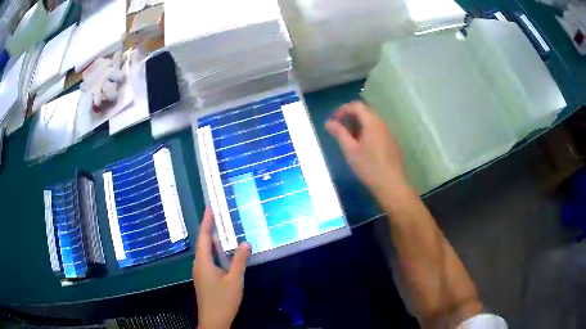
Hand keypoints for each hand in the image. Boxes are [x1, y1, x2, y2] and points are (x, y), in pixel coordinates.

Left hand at [193, 207, 250, 328]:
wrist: (214, 320)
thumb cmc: (223, 300)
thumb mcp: (235, 280)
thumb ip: (239, 261)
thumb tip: (245, 242)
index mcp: (203, 262)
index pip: (203, 237)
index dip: (206, 221)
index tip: (209, 207)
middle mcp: (198, 265)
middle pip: (203, 243)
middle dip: (209, 228)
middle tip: (217, 215)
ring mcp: (200, 272)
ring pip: (205, 252)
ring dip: (212, 240)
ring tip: (220, 229)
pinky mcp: (204, 279)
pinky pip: (207, 259)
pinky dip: (214, 251)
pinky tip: (222, 252)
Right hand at [325, 101, 409, 199]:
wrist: (392, 185)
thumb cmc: (369, 167)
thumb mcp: (350, 150)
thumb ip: (339, 133)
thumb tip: (328, 122)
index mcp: (372, 122)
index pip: (356, 105)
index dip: (342, 110)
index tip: (333, 121)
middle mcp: (382, 123)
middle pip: (365, 111)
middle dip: (350, 117)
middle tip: (339, 130)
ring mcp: (388, 133)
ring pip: (371, 121)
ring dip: (358, 125)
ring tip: (349, 140)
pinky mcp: (391, 142)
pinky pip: (377, 130)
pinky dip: (366, 132)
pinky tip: (362, 147)